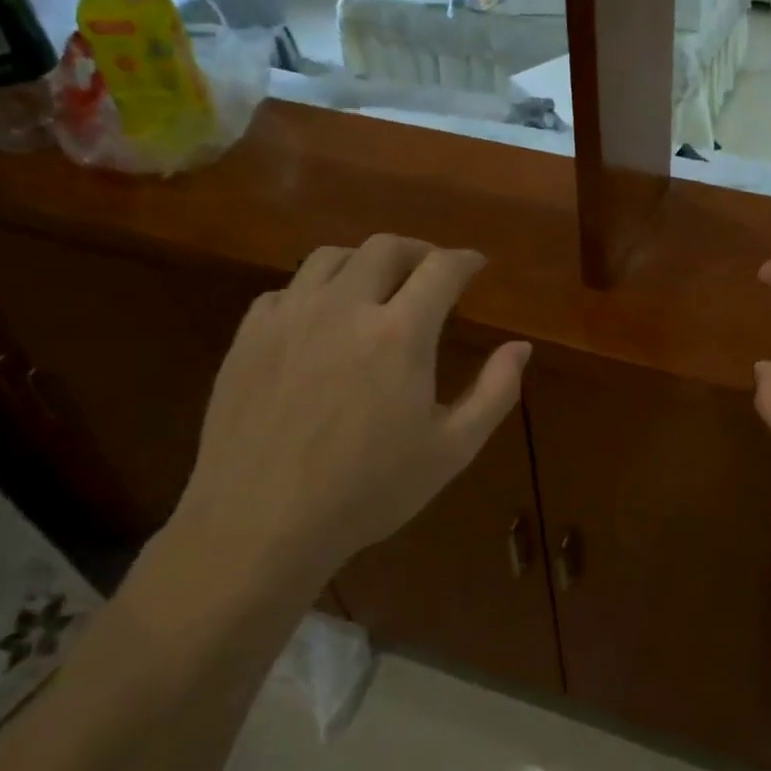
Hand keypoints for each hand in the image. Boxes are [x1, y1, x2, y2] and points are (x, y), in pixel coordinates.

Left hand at [174, 235, 530, 591]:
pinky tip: (324, 320)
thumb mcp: (453, 449)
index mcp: (401, 334)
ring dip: (366, 261)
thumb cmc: (370, 491)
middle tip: (433, 272)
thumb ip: (495, 391)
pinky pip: (288, 289)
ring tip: (379, 287)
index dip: (466, 261)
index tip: (477, 266)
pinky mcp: (250, 335)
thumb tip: (520, 346)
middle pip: (386, 247)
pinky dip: (318, 290)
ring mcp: (290, 317)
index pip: (442, 269)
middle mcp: (345, 307)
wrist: (261, 524)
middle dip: (419, 251)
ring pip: (331, 256)